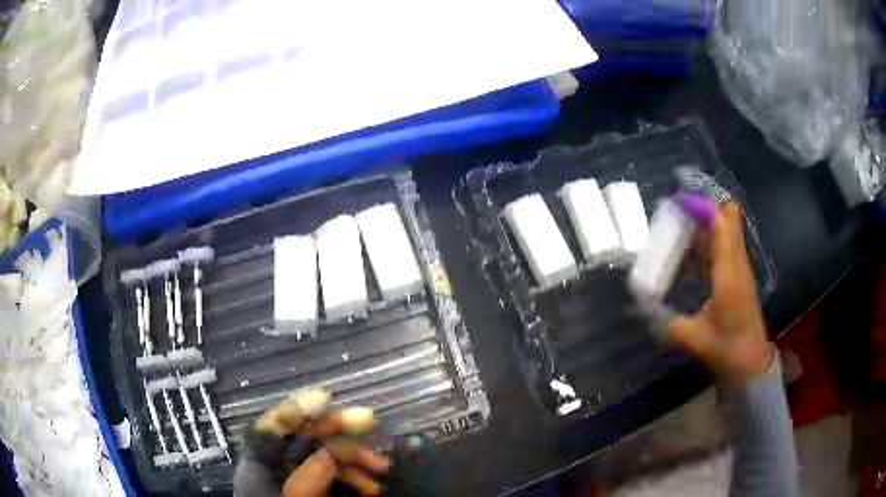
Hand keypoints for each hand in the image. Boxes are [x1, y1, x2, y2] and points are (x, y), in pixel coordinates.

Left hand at [252, 390, 390, 496]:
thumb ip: (304, 481)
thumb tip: (327, 455)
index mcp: (262, 464)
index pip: (272, 426)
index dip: (295, 408)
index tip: (325, 399)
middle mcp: (279, 463)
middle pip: (305, 435)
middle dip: (339, 427)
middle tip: (370, 420)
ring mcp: (300, 474)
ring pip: (327, 453)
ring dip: (356, 457)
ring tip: (382, 466)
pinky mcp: (317, 485)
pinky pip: (338, 473)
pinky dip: (356, 477)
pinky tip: (372, 487)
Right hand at [668, 202, 773, 384]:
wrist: (752, 362)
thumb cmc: (727, 349)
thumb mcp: (694, 338)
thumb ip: (668, 322)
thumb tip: (643, 309)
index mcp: (728, 272)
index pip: (723, 223)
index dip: (704, 206)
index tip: (679, 203)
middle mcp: (737, 262)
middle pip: (729, 217)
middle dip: (706, 208)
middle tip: (679, 214)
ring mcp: (740, 267)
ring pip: (727, 229)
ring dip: (707, 224)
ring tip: (680, 229)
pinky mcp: (739, 275)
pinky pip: (726, 246)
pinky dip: (710, 241)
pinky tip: (691, 255)